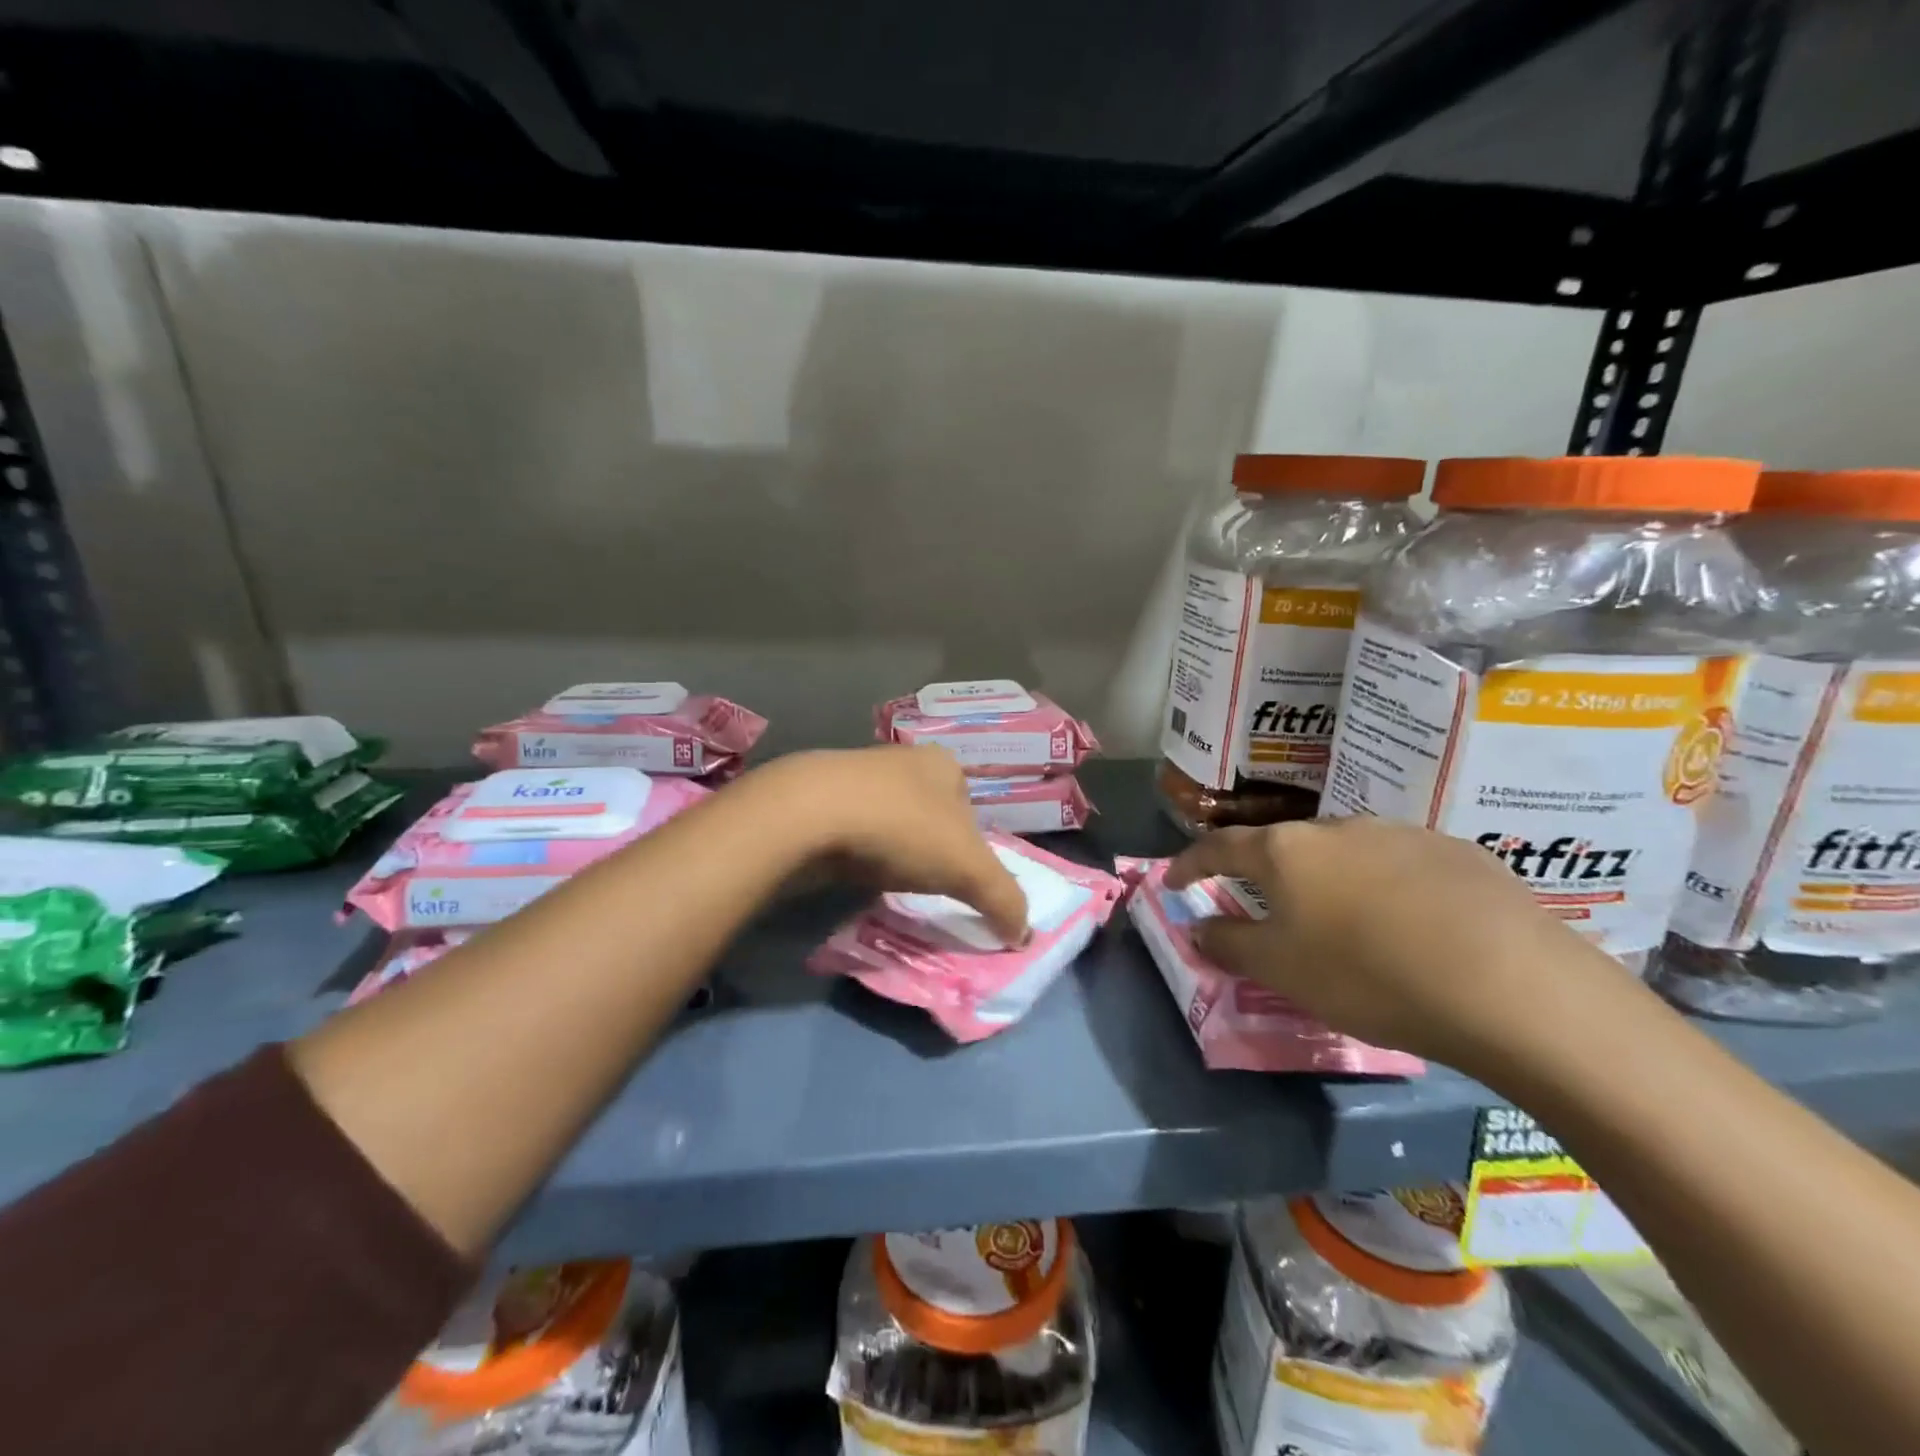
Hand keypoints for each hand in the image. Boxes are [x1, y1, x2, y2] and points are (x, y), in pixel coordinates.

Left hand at [768, 747, 1029, 945]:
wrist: (808, 815)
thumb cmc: (902, 828)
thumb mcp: (968, 868)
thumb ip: (1003, 899)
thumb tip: (1024, 933)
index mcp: (943, 764)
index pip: (970, 807)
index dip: (972, 846)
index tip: (960, 878)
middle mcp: (902, 759)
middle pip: (930, 813)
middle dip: (929, 848)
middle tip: (926, 884)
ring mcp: (856, 775)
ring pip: (888, 820)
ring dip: (891, 849)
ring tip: (887, 879)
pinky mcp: (818, 797)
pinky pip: (851, 830)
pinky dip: (857, 851)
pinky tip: (852, 871)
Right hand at [1165, 818, 1626, 1071]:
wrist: (1511, 985)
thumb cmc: (1368, 974)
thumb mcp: (1281, 970)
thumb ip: (1229, 944)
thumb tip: (1196, 927)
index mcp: (1285, 851)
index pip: (1218, 846)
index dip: (1190, 863)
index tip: (1173, 881)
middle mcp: (1336, 828)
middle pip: (1283, 846)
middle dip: (1265, 874)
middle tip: (1266, 909)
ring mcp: (1399, 832)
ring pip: (1344, 853)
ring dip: (1328, 881)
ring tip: (1343, 923)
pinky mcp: (1456, 850)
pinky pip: (1399, 864)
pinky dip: (1384, 888)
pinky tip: (1410, 926)